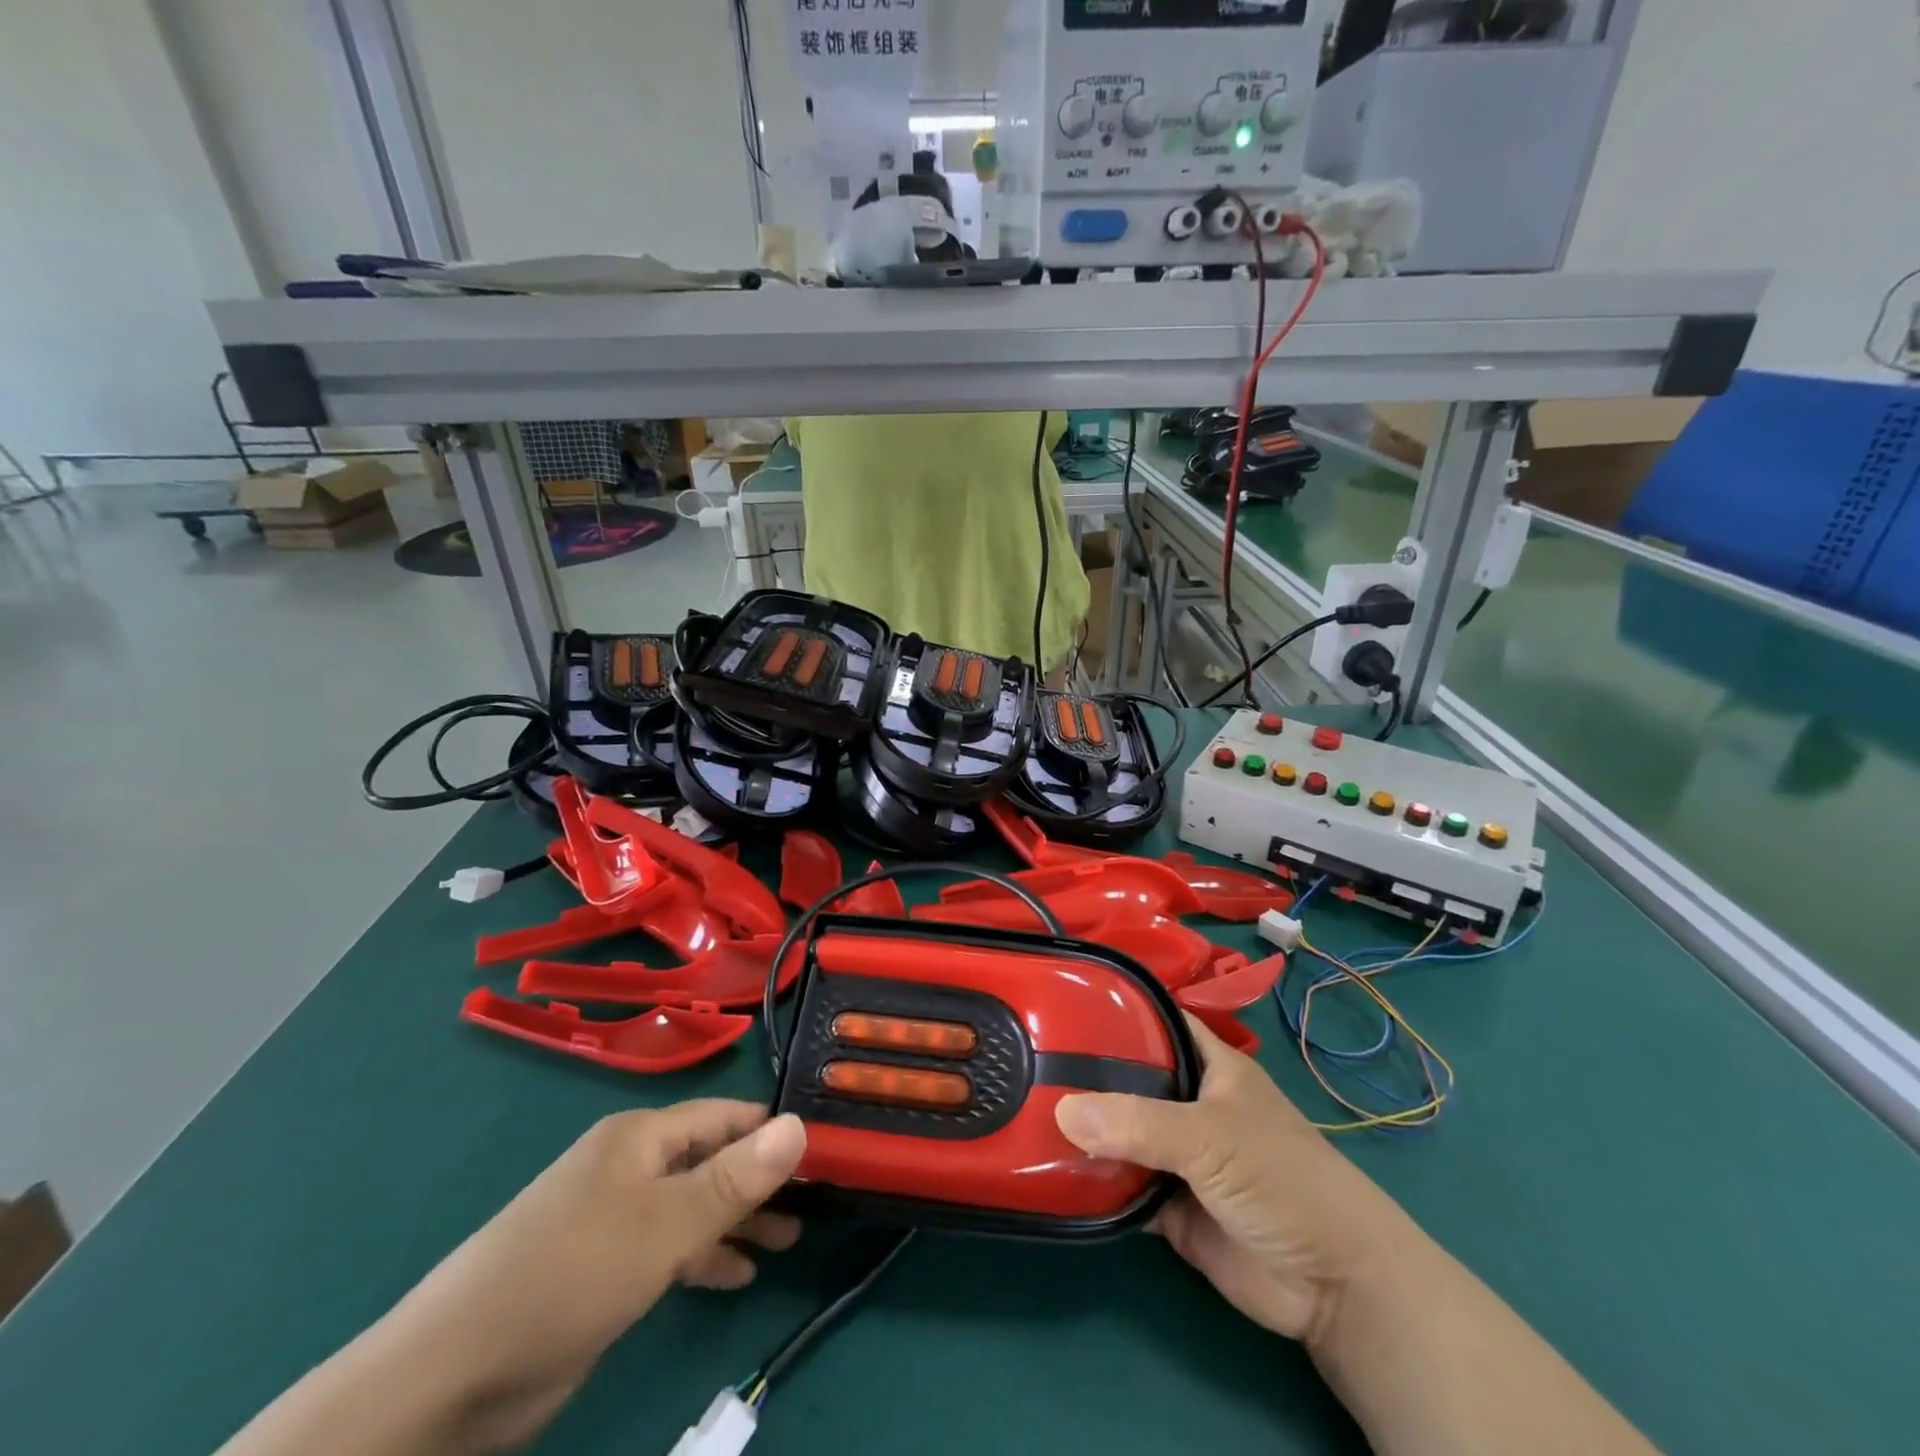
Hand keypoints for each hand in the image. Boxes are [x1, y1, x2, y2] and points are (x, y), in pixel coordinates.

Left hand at [366, 1102, 806, 1448]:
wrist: (447, 1378)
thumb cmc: (568, 1277)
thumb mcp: (664, 1227)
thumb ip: (735, 1179)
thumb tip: (799, 1124)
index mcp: (641, 1137)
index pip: (725, 1116)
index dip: (773, 1131)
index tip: (824, 1153)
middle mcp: (629, 1166)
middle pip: (711, 1158)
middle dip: (761, 1178)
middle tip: (816, 1201)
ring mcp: (612, 1217)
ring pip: (693, 1203)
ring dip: (739, 1218)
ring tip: (790, 1237)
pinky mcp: (600, 1267)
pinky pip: (669, 1245)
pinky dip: (705, 1254)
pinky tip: (737, 1273)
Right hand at [1055, 1017, 1406, 1347]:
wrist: (1332, 1285)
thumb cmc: (1282, 1178)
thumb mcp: (1211, 1136)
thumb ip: (1139, 1123)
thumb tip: (1061, 1110)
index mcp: (1209, 1066)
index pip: (1157, 1021)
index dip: (1116, 1007)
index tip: (1061, 998)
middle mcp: (1188, 1104)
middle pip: (1130, 1078)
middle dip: (1086, 1071)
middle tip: (1027, 1057)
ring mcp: (1177, 1156)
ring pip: (1120, 1133)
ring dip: (1083, 1129)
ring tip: (1021, 1106)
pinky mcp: (1168, 1206)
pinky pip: (1120, 1186)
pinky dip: (1091, 1182)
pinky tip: (1046, 1168)